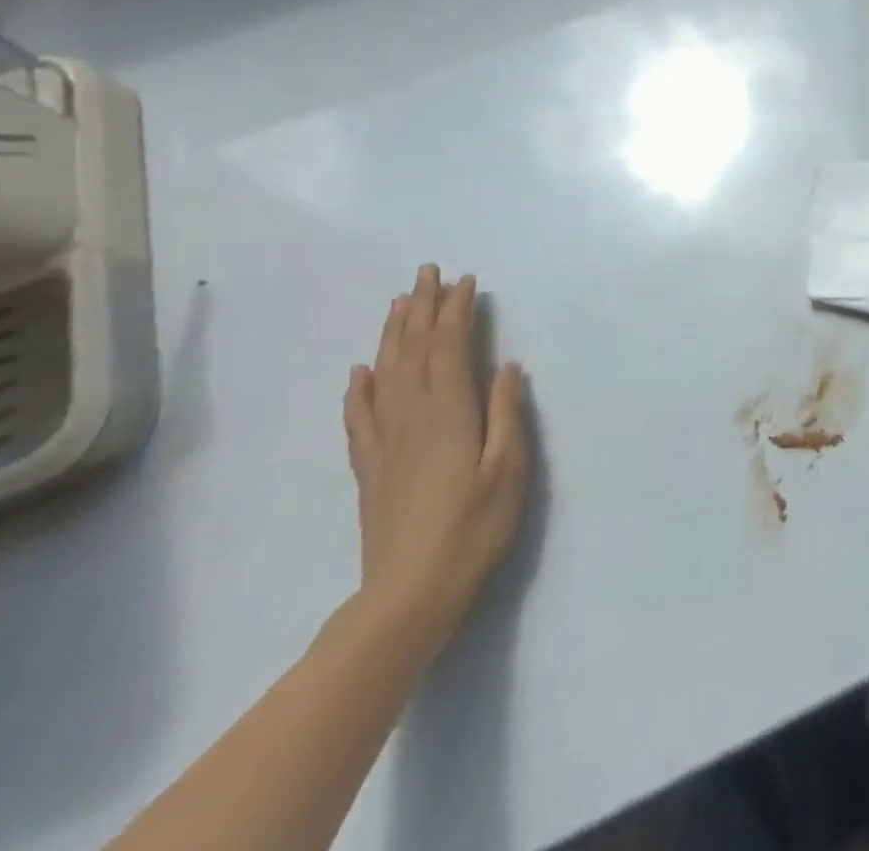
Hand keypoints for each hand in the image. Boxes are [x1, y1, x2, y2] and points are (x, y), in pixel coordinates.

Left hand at [342, 265, 528, 651]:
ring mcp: (386, 442)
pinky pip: (360, 416)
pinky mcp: (371, 467)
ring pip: (385, 374)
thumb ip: (507, 414)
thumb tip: (507, 366)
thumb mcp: (509, 470)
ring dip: (393, 334)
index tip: (466, 281)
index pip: (450, 347)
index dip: (457, 311)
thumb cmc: (473, 529)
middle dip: (422, 308)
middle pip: (413, 350)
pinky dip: (359, 388)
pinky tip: (360, 372)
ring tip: (400, 303)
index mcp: (449, 412)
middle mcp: (412, 416)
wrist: (409, 596)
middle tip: (428, 272)